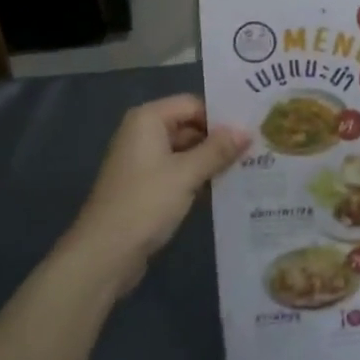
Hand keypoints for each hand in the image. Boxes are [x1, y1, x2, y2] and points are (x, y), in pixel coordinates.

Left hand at [60, 95, 248, 293]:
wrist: (104, 253)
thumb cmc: (145, 203)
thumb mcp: (186, 174)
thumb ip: (217, 151)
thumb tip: (246, 131)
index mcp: (147, 119)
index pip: (192, 105)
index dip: (220, 118)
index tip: (251, 133)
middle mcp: (142, 133)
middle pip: (188, 126)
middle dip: (217, 141)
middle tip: (255, 152)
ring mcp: (142, 161)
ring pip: (184, 151)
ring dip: (209, 161)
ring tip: (247, 169)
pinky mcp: (144, 186)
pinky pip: (176, 172)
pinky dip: (196, 178)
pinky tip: (223, 189)